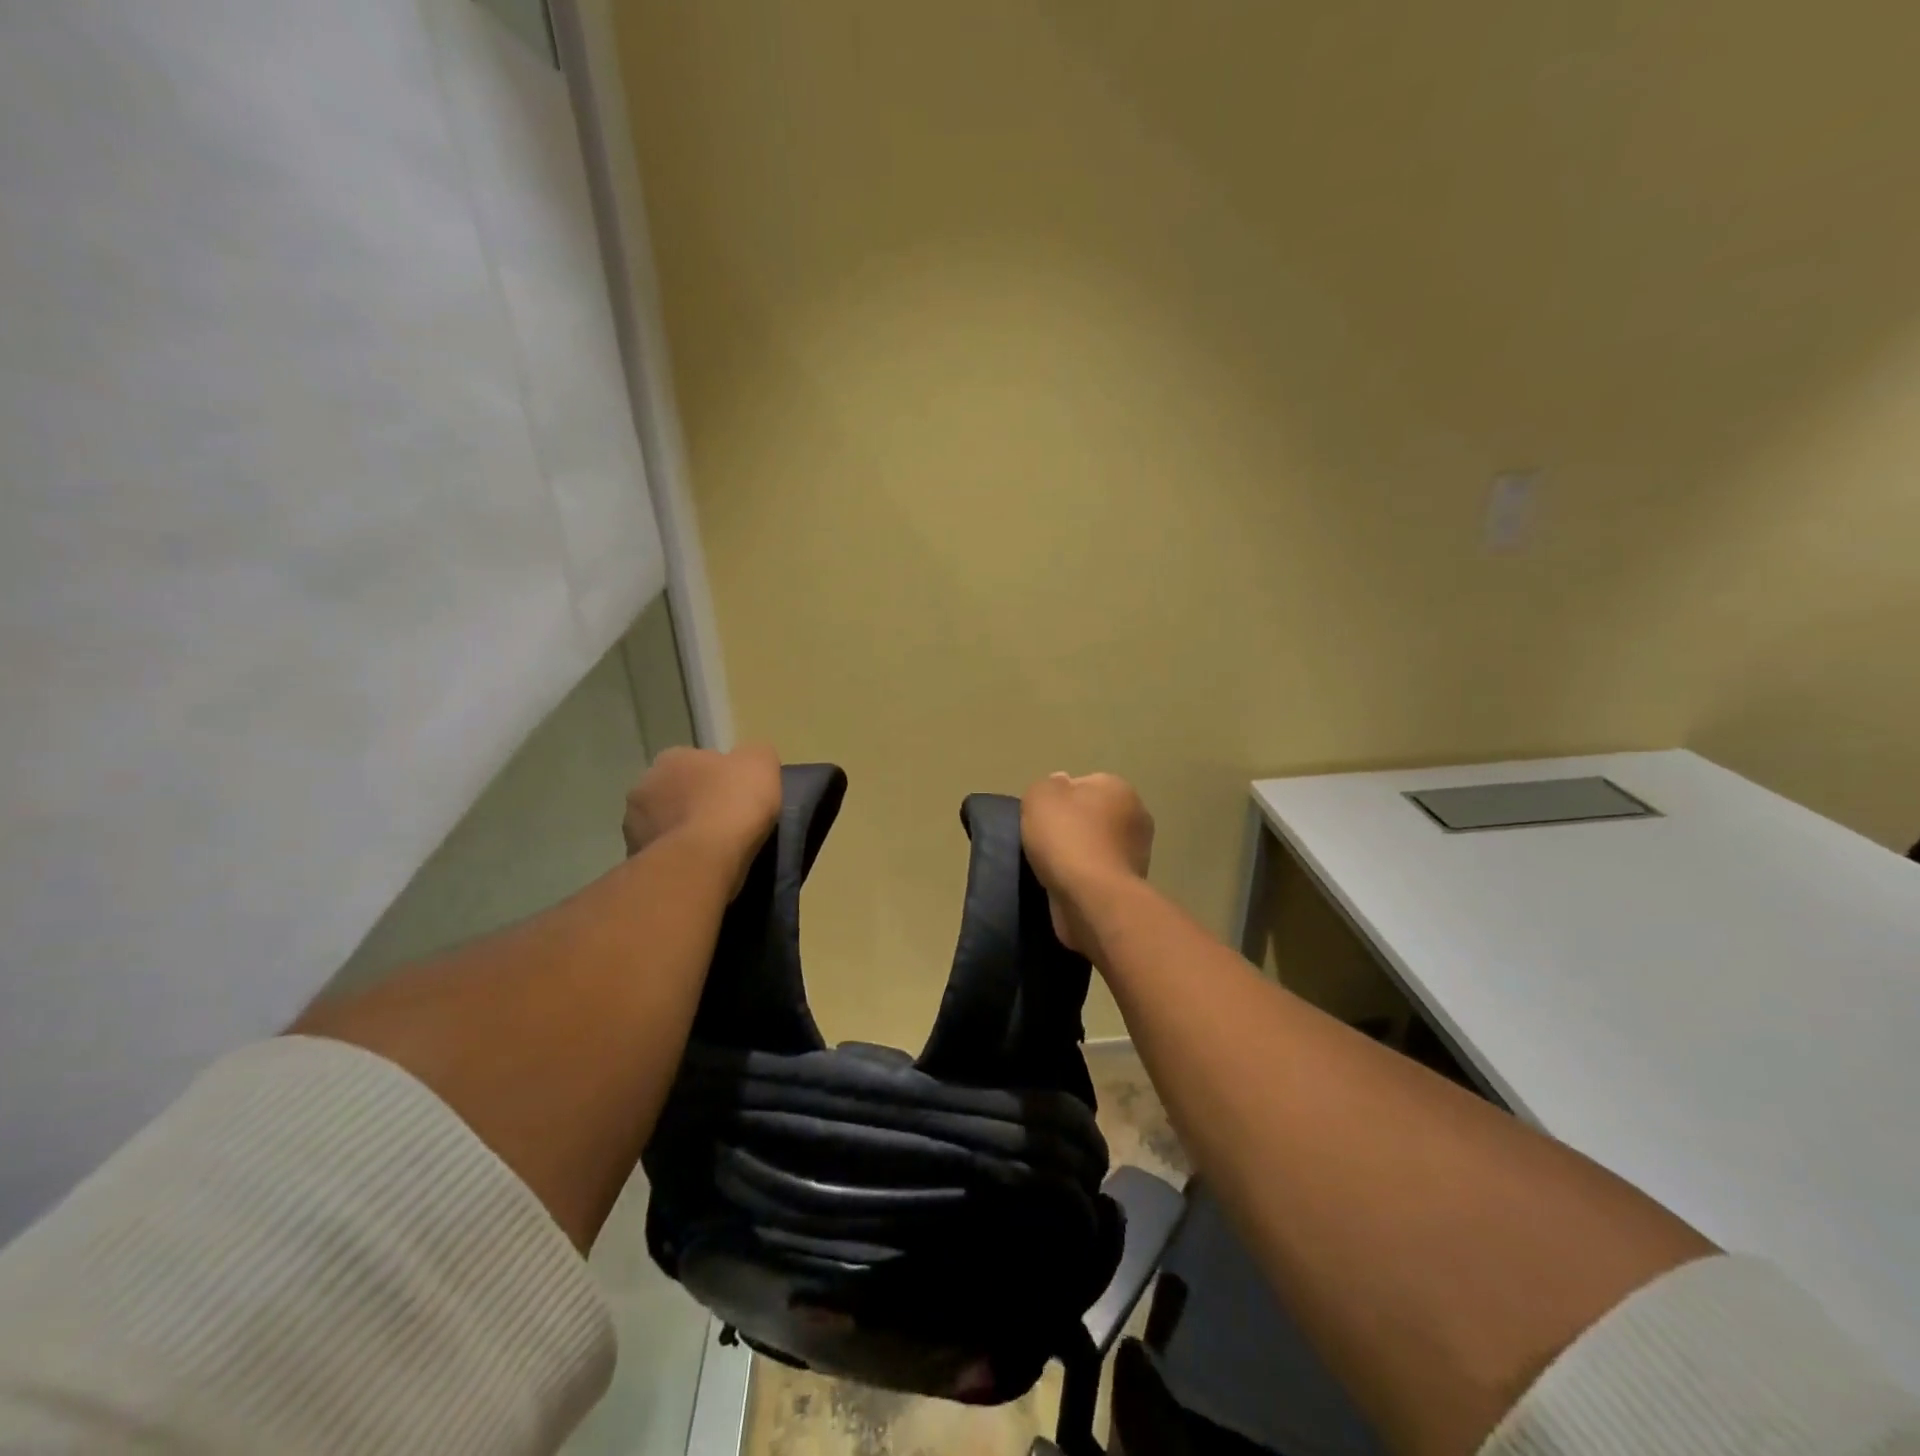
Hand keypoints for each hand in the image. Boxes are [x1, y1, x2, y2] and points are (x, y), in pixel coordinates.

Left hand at [624, 744, 782, 892]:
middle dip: (693, 802)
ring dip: (682, 831)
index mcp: (671, 758)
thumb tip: (748, 761)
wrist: (705, 858)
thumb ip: (754, 755)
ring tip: (712, 848)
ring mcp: (634, 825)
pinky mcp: (637, 859)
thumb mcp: (761, 763)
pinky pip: (663, 853)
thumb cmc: (733, 802)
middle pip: (675, 791)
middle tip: (724, 820)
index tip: (736, 793)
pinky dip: (678, 857)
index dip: (717, 776)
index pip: (694, 761)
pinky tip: (700, 865)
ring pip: (664, 823)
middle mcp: (644, 786)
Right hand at [1020, 772, 1153, 957]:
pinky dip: (1083, 878)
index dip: (1058, 799)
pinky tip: (1065, 885)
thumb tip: (1060, 785)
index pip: (1084, 784)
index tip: (1041, 817)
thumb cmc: (1067, 838)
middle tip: (1044, 842)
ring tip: (1051, 867)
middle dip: (1071, 827)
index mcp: (1119, 788)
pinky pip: (1098, 873)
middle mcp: (1136, 816)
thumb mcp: (1040, 797)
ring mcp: (1137, 853)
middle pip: (1092, 816)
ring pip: (1096, 846)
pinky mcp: (1130, 885)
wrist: (1092, 899)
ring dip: (1077, 855)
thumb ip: (1047, 785)